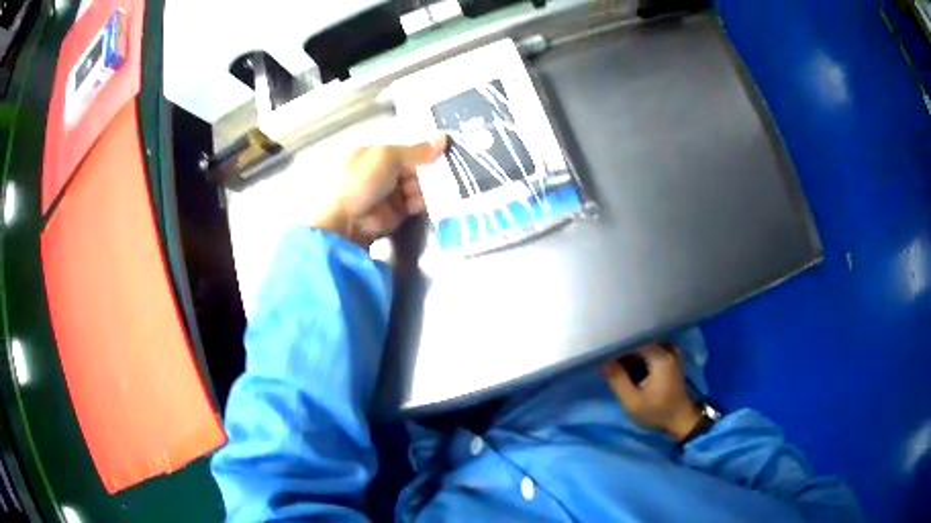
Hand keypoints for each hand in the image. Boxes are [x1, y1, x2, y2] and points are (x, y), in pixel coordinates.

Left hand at [314, 136, 446, 248]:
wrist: (350, 221)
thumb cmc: (364, 181)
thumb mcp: (388, 158)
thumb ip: (417, 151)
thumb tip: (444, 138)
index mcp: (375, 154)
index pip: (405, 150)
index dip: (423, 151)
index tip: (443, 153)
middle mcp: (382, 172)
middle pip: (413, 168)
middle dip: (428, 171)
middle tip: (447, 173)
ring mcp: (389, 192)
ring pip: (417, 185)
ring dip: (428, 187)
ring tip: (443, 188)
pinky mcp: (397, 211)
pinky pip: (416, 203)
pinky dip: (425, 202)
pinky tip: (436, 200)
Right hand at [602, 343, 701, 441]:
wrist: (680, 420)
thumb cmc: (656, 412)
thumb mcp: (632, 401)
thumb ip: (617, 379)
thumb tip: (603, 360)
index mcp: (661, 356)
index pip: (634, 339)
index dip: (617, 344)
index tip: (603, 351)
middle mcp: (668, 348)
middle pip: (639, 341)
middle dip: (623, 350)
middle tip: (608, 361)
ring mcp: (671, 351)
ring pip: (644, 345)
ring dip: (631, 354)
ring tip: (617, 365)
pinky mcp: (671, 357)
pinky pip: (651, 350)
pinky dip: (640, 357)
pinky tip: (631, 368)